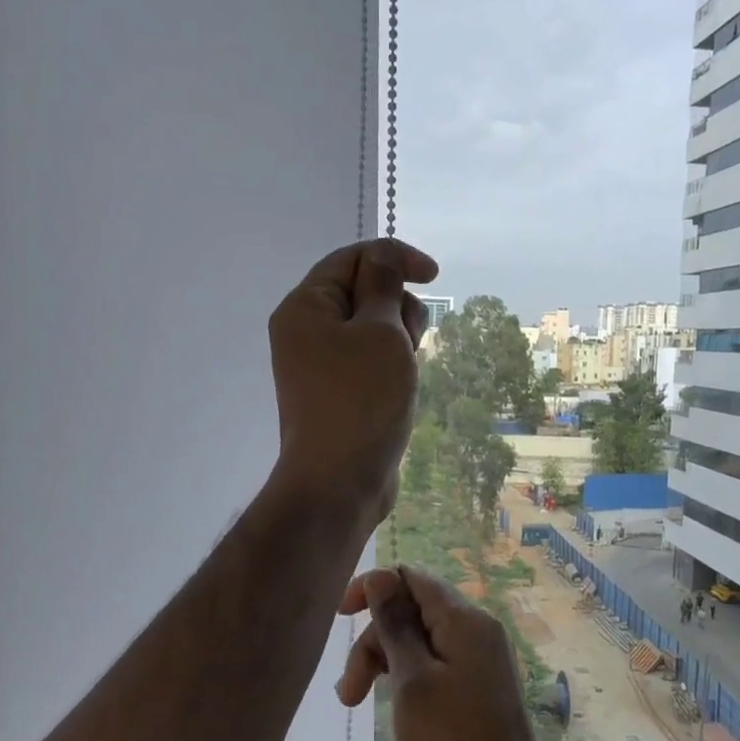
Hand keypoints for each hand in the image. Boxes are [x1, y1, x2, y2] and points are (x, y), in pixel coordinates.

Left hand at [267, 239, 438, 529]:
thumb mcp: (381, 331)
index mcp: (305, 306)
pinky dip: (390, 362)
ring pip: (371, 327)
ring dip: (398, 337)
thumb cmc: (362, 400)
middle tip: (409, 339)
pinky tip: (403, 384)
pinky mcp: (337, 392)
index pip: (352, 258)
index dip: (395, 258)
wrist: (340, 482)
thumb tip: (383, 258)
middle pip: (362, 291)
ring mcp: (319, 364)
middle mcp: (305, 330)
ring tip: (407, 368)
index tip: (434, 276)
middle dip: (397, 304)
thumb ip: (385, 285)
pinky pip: (368, 359)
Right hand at [337, 566, 563, 740]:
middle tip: (348, 693)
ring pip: (419, 639)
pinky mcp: (478, 686)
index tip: (340, 620)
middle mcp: (477, 629)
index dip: (372, 589)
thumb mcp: (412, 680)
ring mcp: (480, 659)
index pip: (411, 576)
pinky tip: (388, 705)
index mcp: (465, 619)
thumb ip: (395, 624)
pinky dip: (405, 677)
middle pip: (412, 609)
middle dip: (373, 640)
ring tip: (354, 704)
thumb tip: (380, 576)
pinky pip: (434, 663)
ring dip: (383, 662)